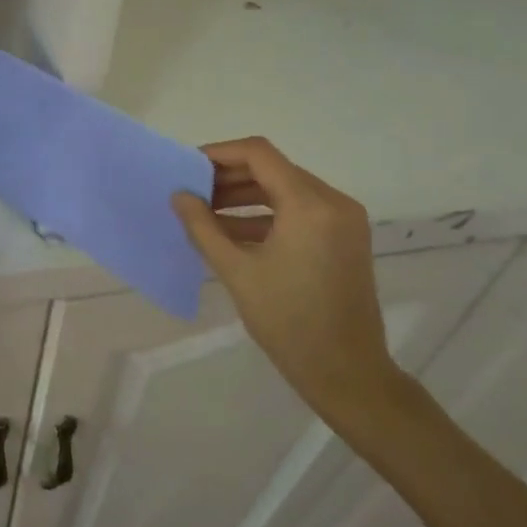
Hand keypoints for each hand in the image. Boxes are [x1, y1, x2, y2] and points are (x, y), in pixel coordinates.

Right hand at [173, 137, 402, 421]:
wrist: (347, 373)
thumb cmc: (288, 321)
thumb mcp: (237, 271)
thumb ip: (203, 226)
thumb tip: (179, 195)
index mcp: (310, 205)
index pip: (259, 154)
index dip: (219, 153)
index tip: (187, 168)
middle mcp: (333, 202)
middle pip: (273, 169)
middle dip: (229, 177)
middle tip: (192, 192)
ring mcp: (343, 221)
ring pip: (285, 189)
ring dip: (245, 196)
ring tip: (205, 212)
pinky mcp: (344, 238)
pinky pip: (299, 211)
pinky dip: (266, 214)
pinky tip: (231, 232)